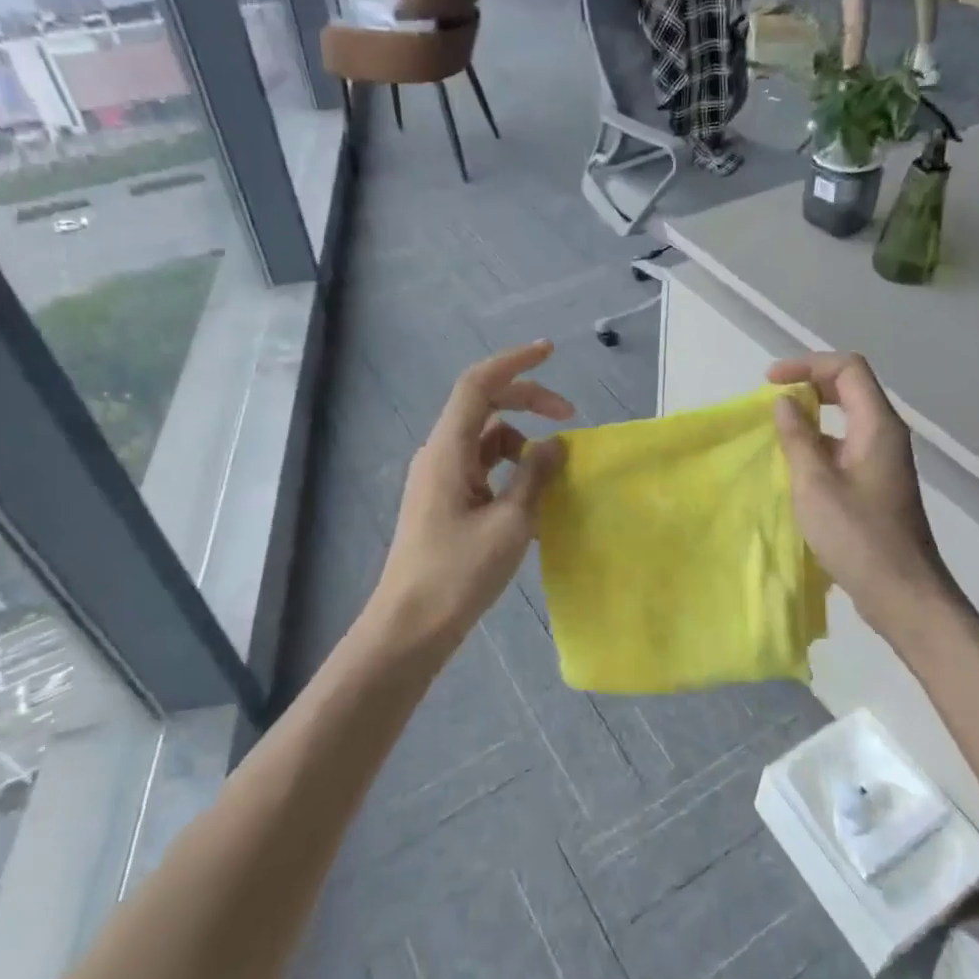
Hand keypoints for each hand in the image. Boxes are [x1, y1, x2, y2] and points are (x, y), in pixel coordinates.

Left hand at [366, 342, 571, 656]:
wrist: (410, 627)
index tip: (551, 351)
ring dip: (522, 443)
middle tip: (569, 417)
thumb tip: (555, 445)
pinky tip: (532, 497)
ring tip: (554, 471)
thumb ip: (535, 477)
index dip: (515, 363)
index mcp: (449, 450)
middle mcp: (440, 455)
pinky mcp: (444, 502)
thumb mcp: (510, 523)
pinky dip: (510, 470)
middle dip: (528, 402)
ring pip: (486, 440)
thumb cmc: (458, 574)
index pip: (478, 384)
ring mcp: (439, 479)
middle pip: (484, 407)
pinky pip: (482, 469)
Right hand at [768, 353, 960, 640]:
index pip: (848, 369)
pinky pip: (847, 445)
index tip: (770, 382)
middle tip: (772, 398)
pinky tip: (795, 464)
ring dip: (813, 415)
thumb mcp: (816, 484)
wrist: (901, 592)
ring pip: (848, 418)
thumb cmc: (857, 536)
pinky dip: (820, 442)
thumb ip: (798, 438)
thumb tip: (784, 402)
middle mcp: (886, 435)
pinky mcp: (877, 483)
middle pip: (850, 387)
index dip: (807, 365)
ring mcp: (884, 460)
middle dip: (810, 384)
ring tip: (777, 429)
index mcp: (878, 426)